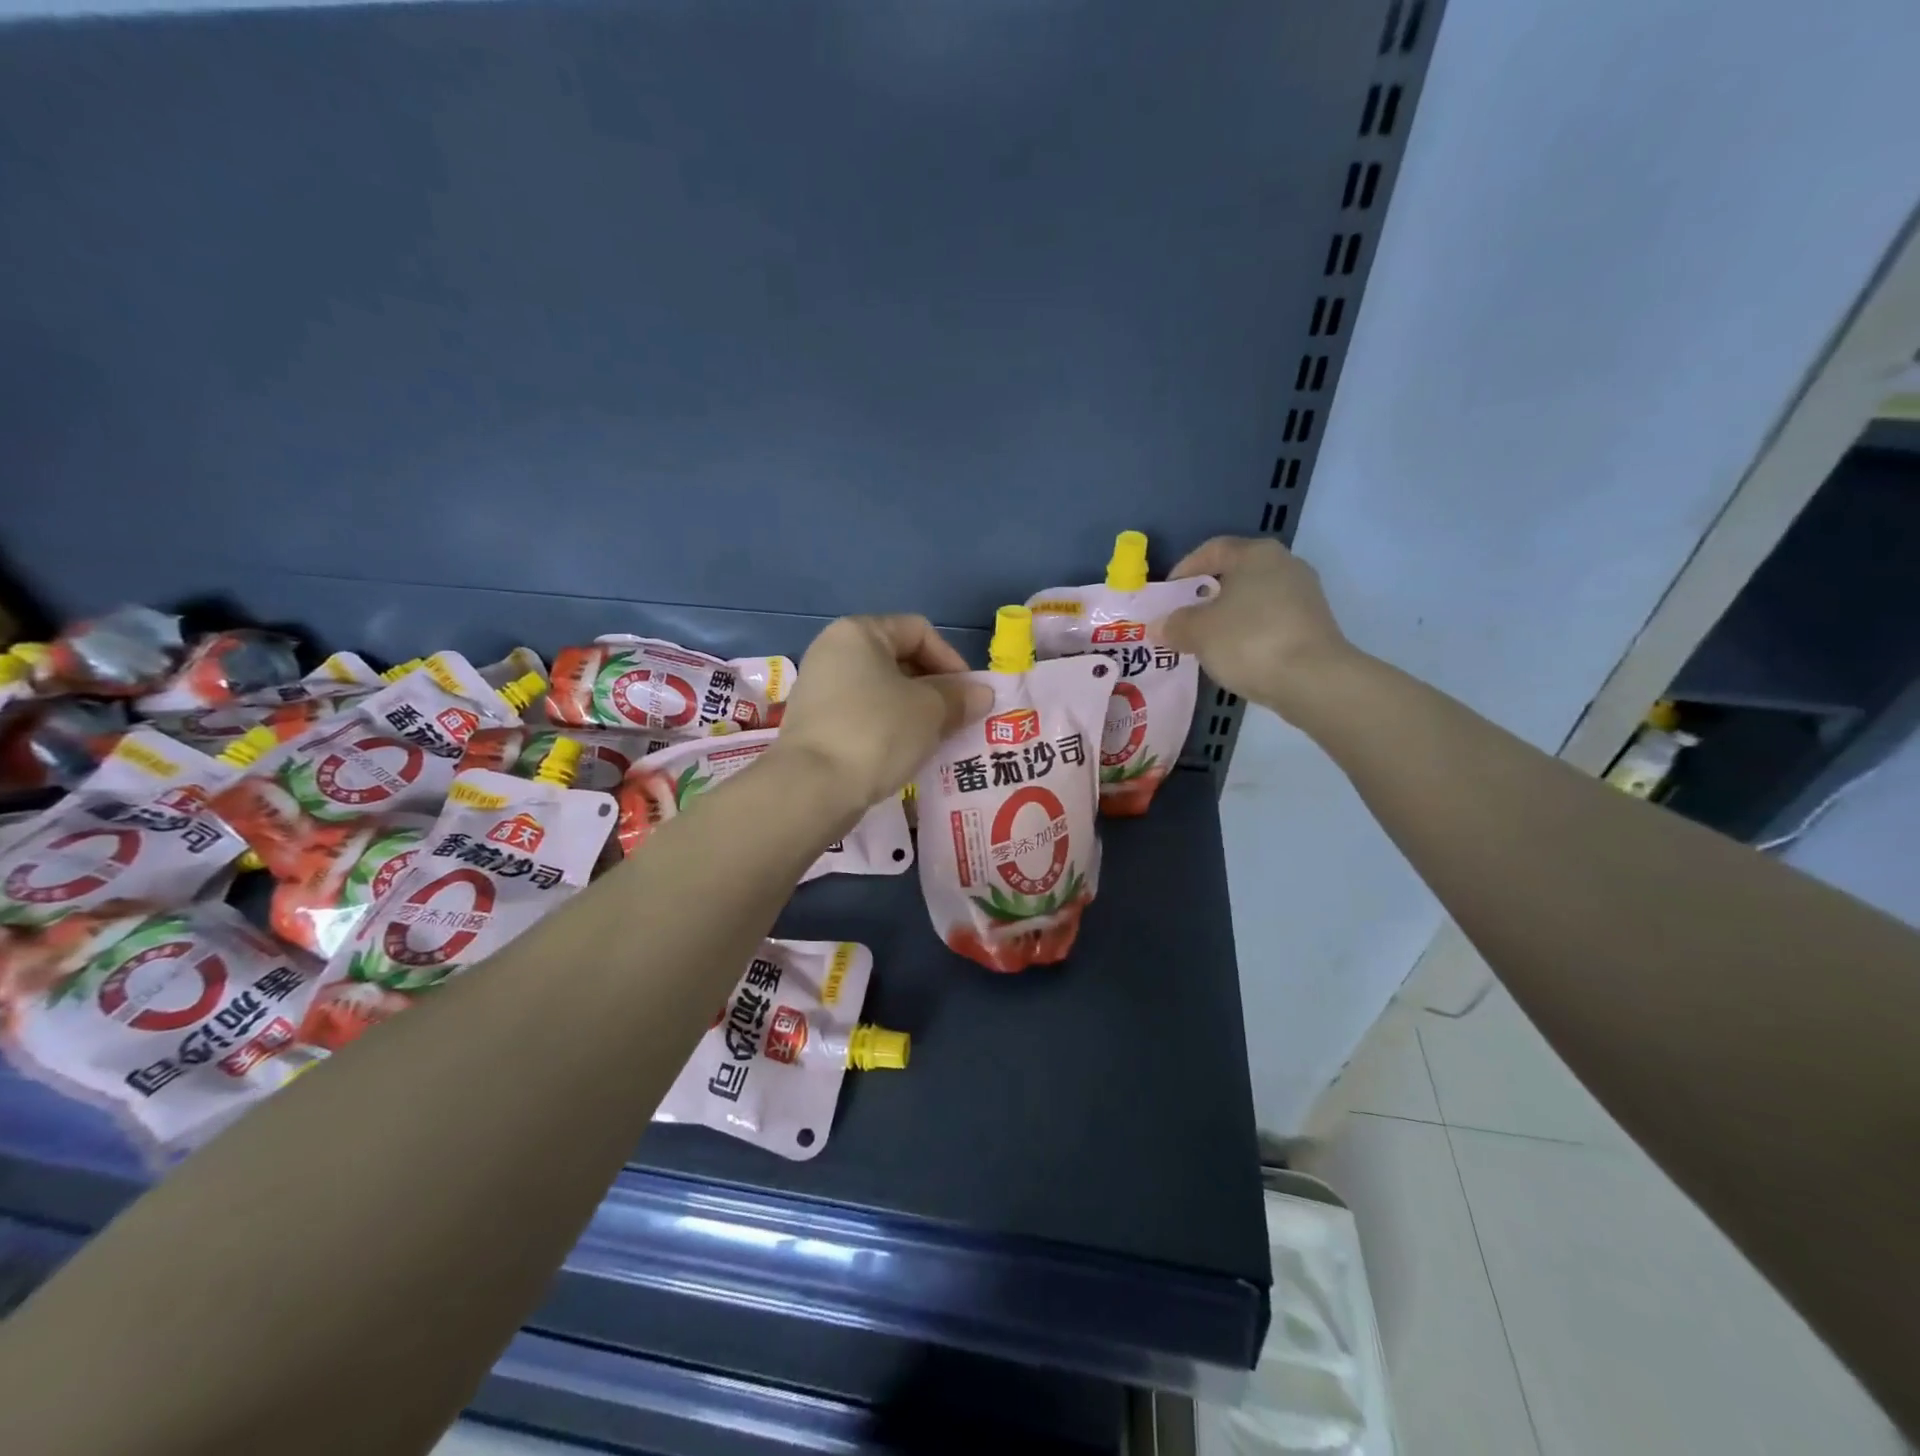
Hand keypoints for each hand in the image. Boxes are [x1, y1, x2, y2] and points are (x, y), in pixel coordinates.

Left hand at [770, 615, 991, 815]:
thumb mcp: (930, 711)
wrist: (813, 787)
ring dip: (913, 711)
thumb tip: (981, 694)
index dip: (951, 660)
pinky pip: (862, 715)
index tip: (969, 696)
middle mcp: (833, 651)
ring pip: (881, 691)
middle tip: (957, 719)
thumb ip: (959, 697)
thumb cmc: (877, 732)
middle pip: (899, 659)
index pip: (919, 630)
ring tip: (936, 739)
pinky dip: (888, 728)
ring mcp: (819, 687)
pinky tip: (904, 753)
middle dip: (934, 688)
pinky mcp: (814, 722)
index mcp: (859, 632)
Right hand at [1158, 536, 1354, 721]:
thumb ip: (1174, 624)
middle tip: (1183, 618)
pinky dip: (1249, 632)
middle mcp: (1285, 564)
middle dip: (1206, 595)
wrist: (1312, 680)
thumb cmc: (1248, 641)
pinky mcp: (1314, 624)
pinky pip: (1270, 620)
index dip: (1184, 570)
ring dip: (1228, 616)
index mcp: (1256, 554)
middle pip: (1235, 574)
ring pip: (1253, 599)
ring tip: (1205, 641)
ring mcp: (1304, 595)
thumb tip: (1159, 625)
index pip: (1212, 550)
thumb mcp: (1198, 632)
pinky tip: (1235, 654)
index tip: (1167, 595)